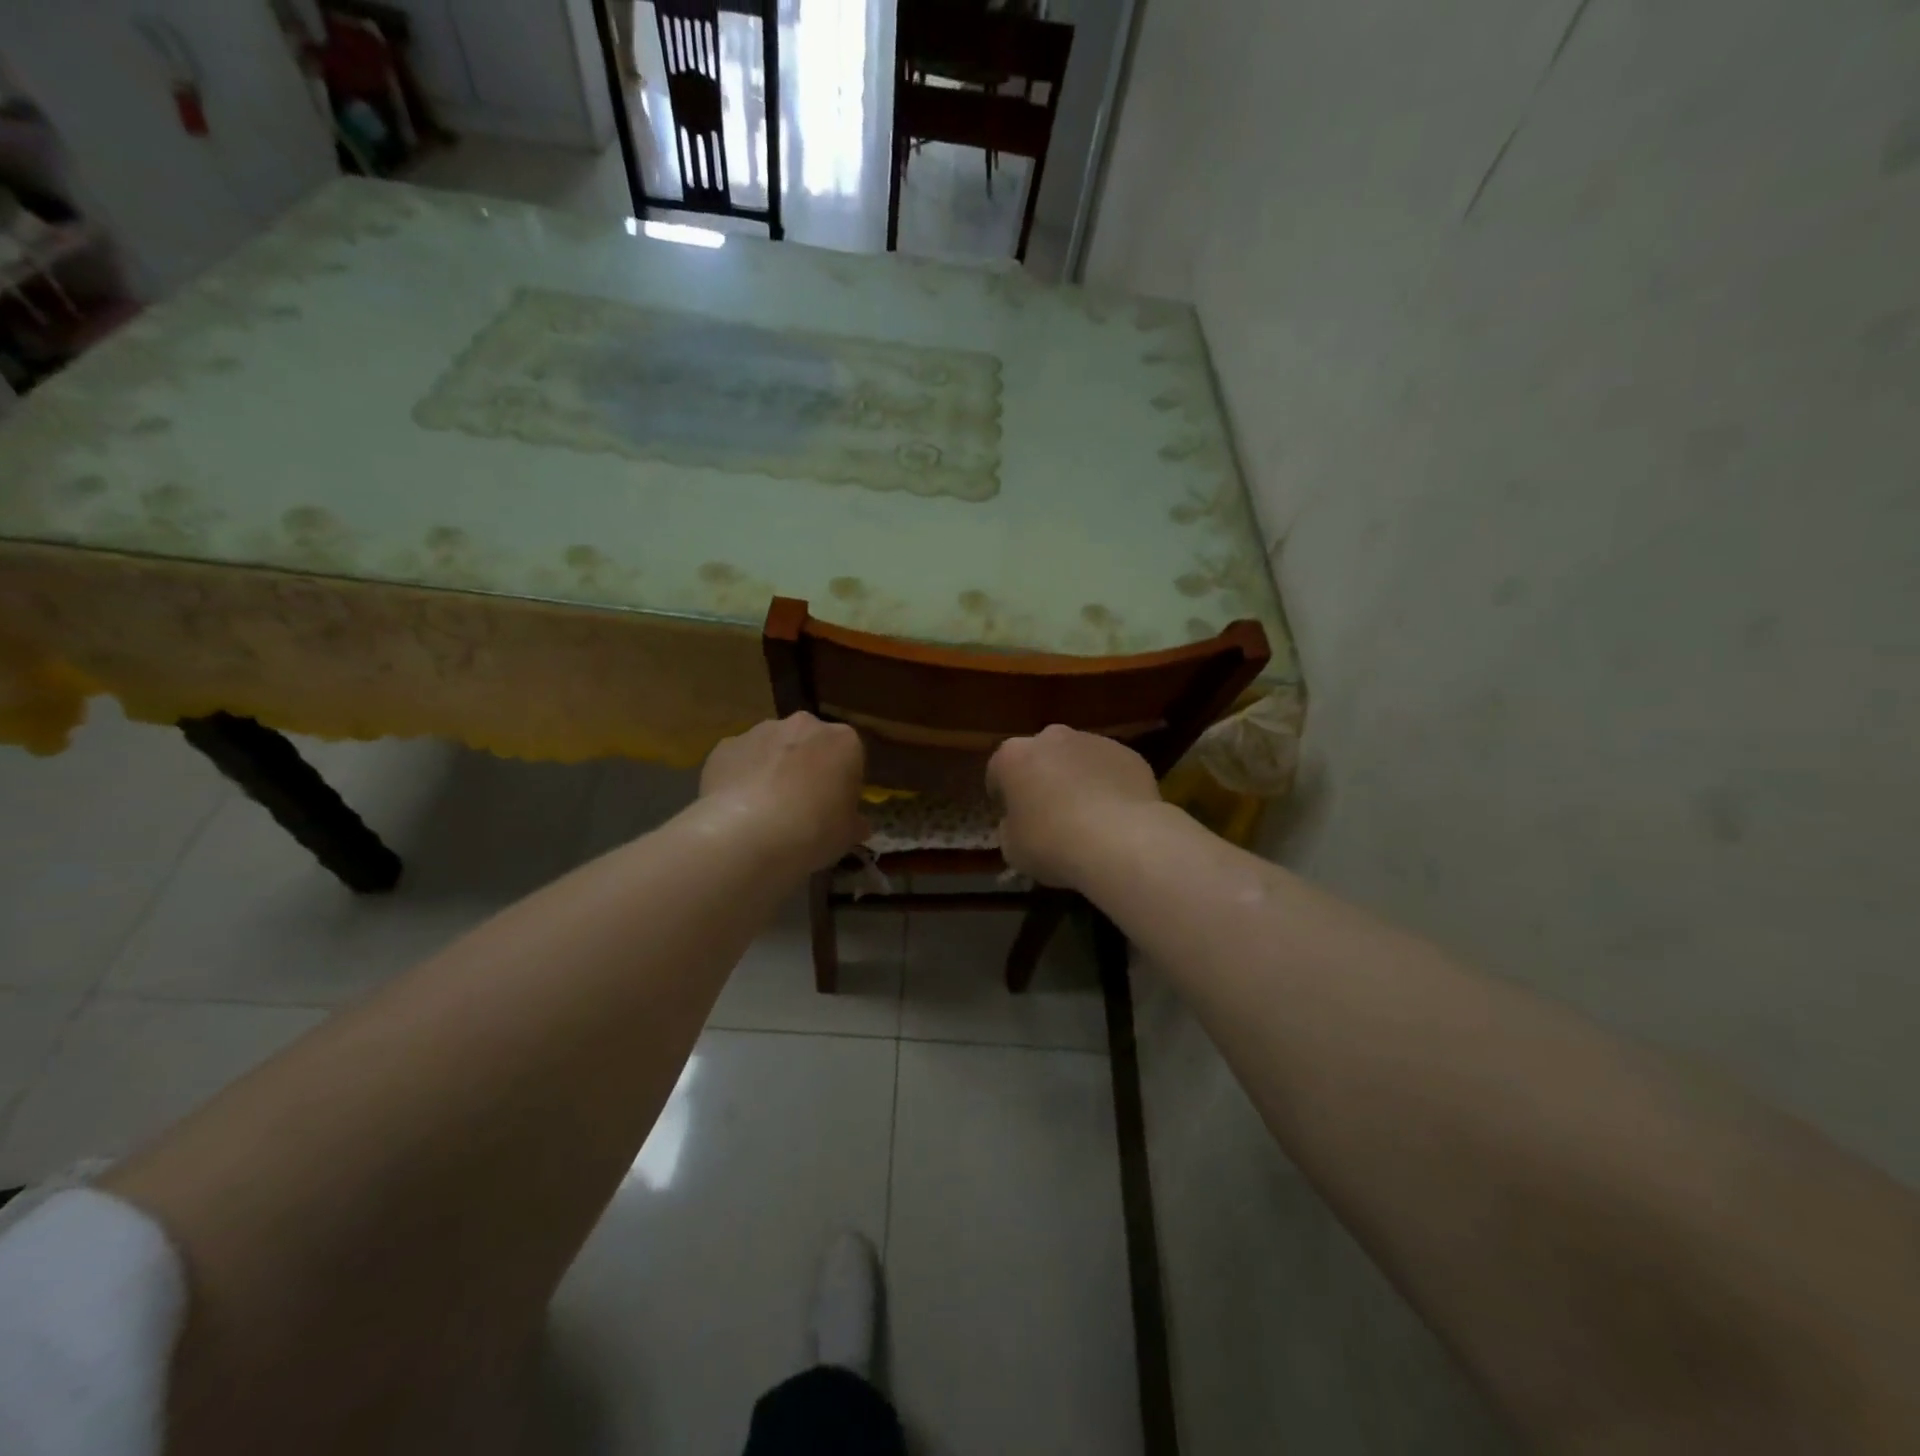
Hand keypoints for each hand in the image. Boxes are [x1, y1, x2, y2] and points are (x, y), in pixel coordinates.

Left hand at [699, 713, 867, 871]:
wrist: (748, 835)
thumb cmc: (813, 831)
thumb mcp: (847, 835)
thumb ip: (854, 823)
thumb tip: (857, 825)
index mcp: (843, 741)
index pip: (850, 757)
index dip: (843, 784)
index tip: (835, 808)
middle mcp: (803, 725)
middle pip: (810, 744)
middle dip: (807, 768)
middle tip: (802, 807)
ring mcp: (760, 732)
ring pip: (772, 748)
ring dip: (773, 769)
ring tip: (765, 811)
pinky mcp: (725, 746)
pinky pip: (740, 761)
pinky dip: (740, 778)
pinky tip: (738, 810)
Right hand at [987, 725, 1168, 888]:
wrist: (1120, 840)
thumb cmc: (1052, 843)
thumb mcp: (1012, 847)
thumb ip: (1010, 827)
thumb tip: (1019, 821)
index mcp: (1013, 756)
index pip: (998, 772)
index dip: (1003, 797)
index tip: (1012, 819)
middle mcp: (1051, 738)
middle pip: (1040, 757)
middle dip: (1042, 780)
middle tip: (1049, 815)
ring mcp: (1092, 741)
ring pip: (1077, 760)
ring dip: (1076, 780)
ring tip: (1088, 817)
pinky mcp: (1128, 754)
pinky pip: (1109, 770)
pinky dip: (1108, 786)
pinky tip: (1114, 816)